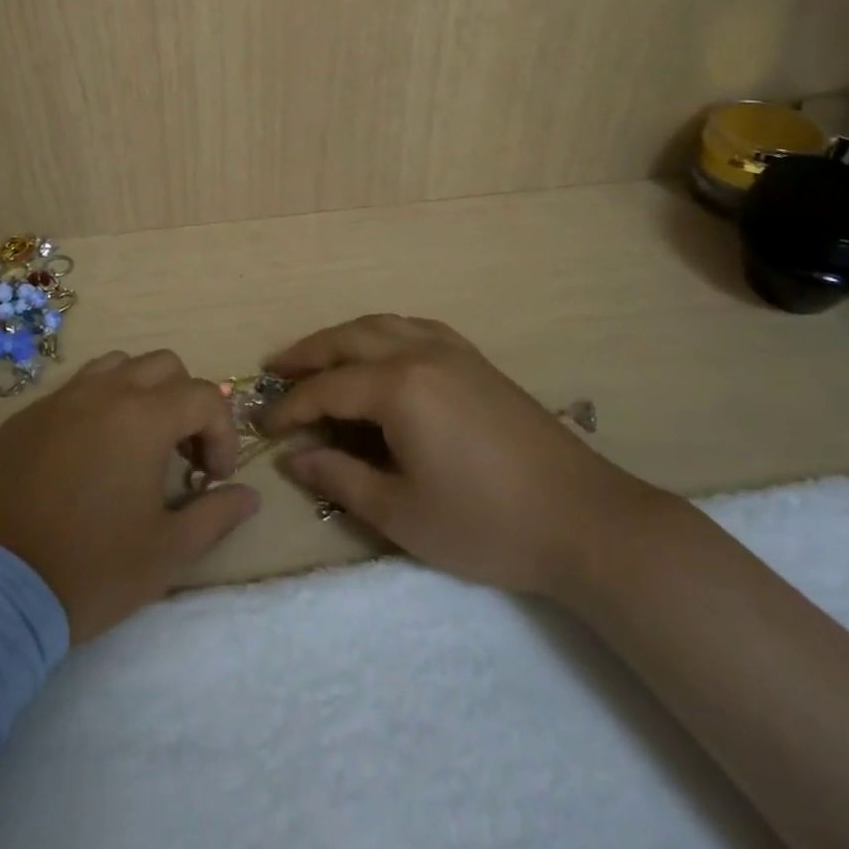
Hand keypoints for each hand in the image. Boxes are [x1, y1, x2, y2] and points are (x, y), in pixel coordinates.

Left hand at [0, 349, 260, 642]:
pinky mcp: (23, 418)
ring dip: (140, 393)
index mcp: (143, 417)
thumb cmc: (90, 570)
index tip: (214, 478)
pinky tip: (87, 457)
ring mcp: (58, 400)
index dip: (222, 433)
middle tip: (181, 453)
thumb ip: (216, 516)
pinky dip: (96, 408)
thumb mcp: (167, 553)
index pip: (204, 396)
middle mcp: (103, 392)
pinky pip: (73, 391)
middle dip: (185, 402)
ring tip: (136, 443)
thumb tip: (249, 495)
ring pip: (116, 367)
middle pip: (163, 366)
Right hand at [265, 315, 663, 600]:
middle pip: (348, 340)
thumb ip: (341, 478)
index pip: (326, 388)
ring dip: (343, 337)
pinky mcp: (476, 360)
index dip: (290, 406)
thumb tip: (294, 457)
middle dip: (307, 354)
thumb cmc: (486, 524)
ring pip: (382, 325)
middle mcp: (420, 352)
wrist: (583, 518)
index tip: (264, 426)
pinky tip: (381, 350)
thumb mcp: (402, 513)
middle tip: (276, 370)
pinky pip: (415, 328)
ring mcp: (452, 350)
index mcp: (399, 387)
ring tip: (318, 355)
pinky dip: (383, 332)